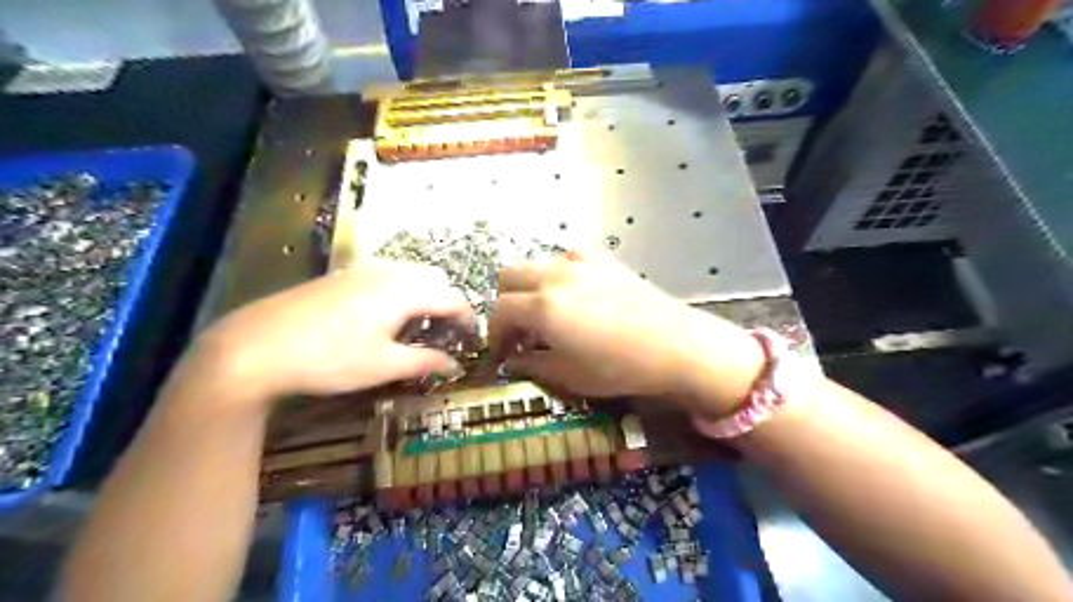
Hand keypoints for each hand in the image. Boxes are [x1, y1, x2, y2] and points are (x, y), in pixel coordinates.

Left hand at [189, 258, 473, 403]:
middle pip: (435, 279)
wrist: (255, 346)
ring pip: (410, 275)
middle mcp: (388, 272)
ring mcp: (362, 270)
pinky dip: (401, 293)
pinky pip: (387, 276)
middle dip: (447, 304)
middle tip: (445, 335)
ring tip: (416, 329)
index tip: (472, 341)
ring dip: (424, 297)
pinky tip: (384, 319)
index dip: (468, 319)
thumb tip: (456, 366)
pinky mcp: (342, 276)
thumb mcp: (383, 365)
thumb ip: (426, 362)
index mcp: (405, 290)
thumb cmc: (329, 358)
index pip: (453, 298)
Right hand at [490, 254, 765, 419]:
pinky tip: (573, 295)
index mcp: (543, 306)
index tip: (502, 352)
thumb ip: (532, 365)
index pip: (499, 311)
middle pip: (508, 276)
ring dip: (529, 287)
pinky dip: (557, 275)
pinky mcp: (603, 258)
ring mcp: (580, 261)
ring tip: (545, 313)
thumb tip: (513, 360)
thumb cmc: (619, 367)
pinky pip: (565, 259)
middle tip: (519, 330)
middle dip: (504, 303)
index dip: (494, 333)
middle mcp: (555, 275)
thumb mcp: (569, 375)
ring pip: (535, 264)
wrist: (675, 344)